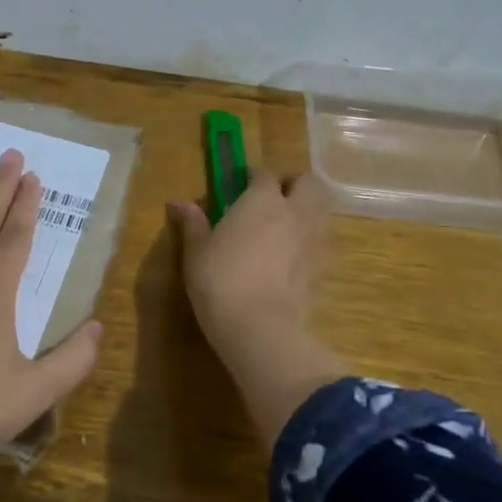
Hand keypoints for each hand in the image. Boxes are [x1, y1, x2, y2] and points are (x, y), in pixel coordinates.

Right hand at [167, 168, 330, 358]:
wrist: (259, 327)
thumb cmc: (220, 281)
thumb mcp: (197, 251)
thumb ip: (192, 223)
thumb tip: (178, 202)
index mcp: (262, 200)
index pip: (265, 174)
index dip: (253, 177)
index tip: (240, 187)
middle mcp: (294, 212)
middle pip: (309, 183)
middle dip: (294, 185)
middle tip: (274, 199)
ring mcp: (313, 241)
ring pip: (323, 211)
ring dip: (308, 210)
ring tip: (286, 225)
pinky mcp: (323, 269)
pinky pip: (322, 243)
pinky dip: (311, 241)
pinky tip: (293, 257)